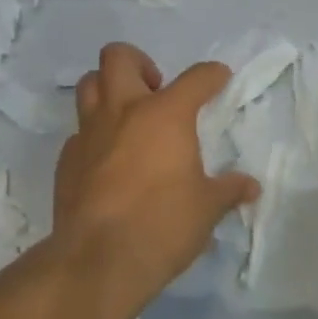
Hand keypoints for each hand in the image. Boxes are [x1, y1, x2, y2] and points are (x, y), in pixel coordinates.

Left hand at [54, 43, 259, 306]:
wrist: (98, 261)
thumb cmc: (162, 225)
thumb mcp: (207, 208)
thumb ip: (228, 190)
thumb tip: (250, 187)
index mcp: (165, 114)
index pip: (196, 78)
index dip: (212, 74)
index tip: (219, 78)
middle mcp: (123, 111)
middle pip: (118, 57)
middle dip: (138, 62)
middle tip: (155, 89)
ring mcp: (89, 133)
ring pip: (89, 85)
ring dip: (108, 89)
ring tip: (127, 114)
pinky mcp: (67, 159)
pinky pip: (79, 132)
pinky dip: (94, 135)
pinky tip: (108, 159)